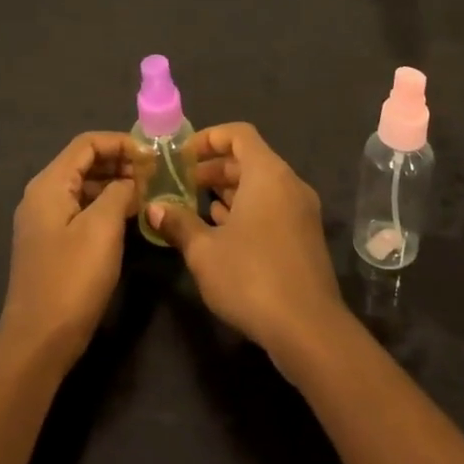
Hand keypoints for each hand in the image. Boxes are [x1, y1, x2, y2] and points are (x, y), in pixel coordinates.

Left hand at [0, 132, 138, 366]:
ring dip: (115, 183)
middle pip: (83, 162)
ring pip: (84, 186)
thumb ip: (119, 192)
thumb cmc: (72, 278)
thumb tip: (131, 181)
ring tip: (149, 191)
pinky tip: (130, 216)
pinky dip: (106, 205)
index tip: (152, 153)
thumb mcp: (102, 228)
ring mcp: (45, 221)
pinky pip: (81, 209)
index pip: (86, 143)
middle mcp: (42, 195)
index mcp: (48, 185)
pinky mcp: (52, 242)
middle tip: (155, 172)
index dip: (120, 141)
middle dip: (119, 161)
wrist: (39, 340)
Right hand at [146, 123, 349, 362]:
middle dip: (213, 168)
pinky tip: (221, 229)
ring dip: (228, 191)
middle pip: (249, 160)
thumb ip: (178, 223)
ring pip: (260, 186)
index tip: (182, 156)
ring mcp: (301, 212)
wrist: (308, 329)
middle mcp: (289, 185)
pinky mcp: (304, 238)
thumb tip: (154, 208)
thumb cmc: (251, 277)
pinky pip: (271, 208)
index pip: (239, 134)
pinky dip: (246, 210)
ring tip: (193, 205)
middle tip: (180, 183)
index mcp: (268, 174)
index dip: (208, 138)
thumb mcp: (204, 251)